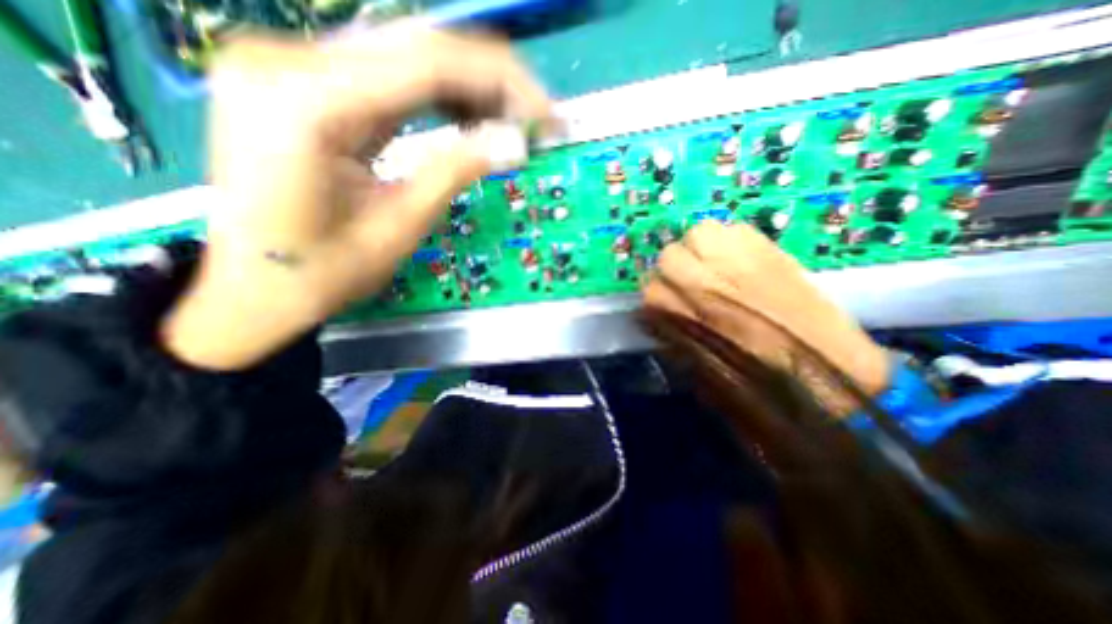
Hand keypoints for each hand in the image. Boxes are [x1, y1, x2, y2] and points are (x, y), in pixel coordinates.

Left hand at [162, 29, 549, 370]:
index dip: (500, 82)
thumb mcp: (399, 226)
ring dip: (467, 89)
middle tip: (534, 119)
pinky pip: (386, 78)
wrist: (255, 287)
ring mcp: (289, 67)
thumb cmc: (324, 273)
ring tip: (509, 123)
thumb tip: (514, 144)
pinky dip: (436, 97)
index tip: (544, 113)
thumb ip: (454, 172)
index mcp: (306, 103)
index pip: (427, 63)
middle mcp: (287, 61)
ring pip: (404, 58)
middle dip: (490, 81)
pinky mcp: (302, 85)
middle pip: (416, 49)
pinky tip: (468, 118)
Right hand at [640, 219, 892, 413]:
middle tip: (693, 285)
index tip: (669, 307)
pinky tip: (739, 261)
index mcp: (684, 316)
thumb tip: (654, 313)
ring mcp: (738, 260)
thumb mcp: (694, 365)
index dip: (658, 299)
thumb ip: (669, 331)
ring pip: (699, 233)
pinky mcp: (770, 248)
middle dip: (675, 271)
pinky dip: (729, 242)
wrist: (825, 373)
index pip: (649, 290)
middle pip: (669, 256)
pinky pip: (734, 229)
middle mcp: (705, 283)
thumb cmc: (753, 382)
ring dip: (700, 250)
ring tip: (715, 267)